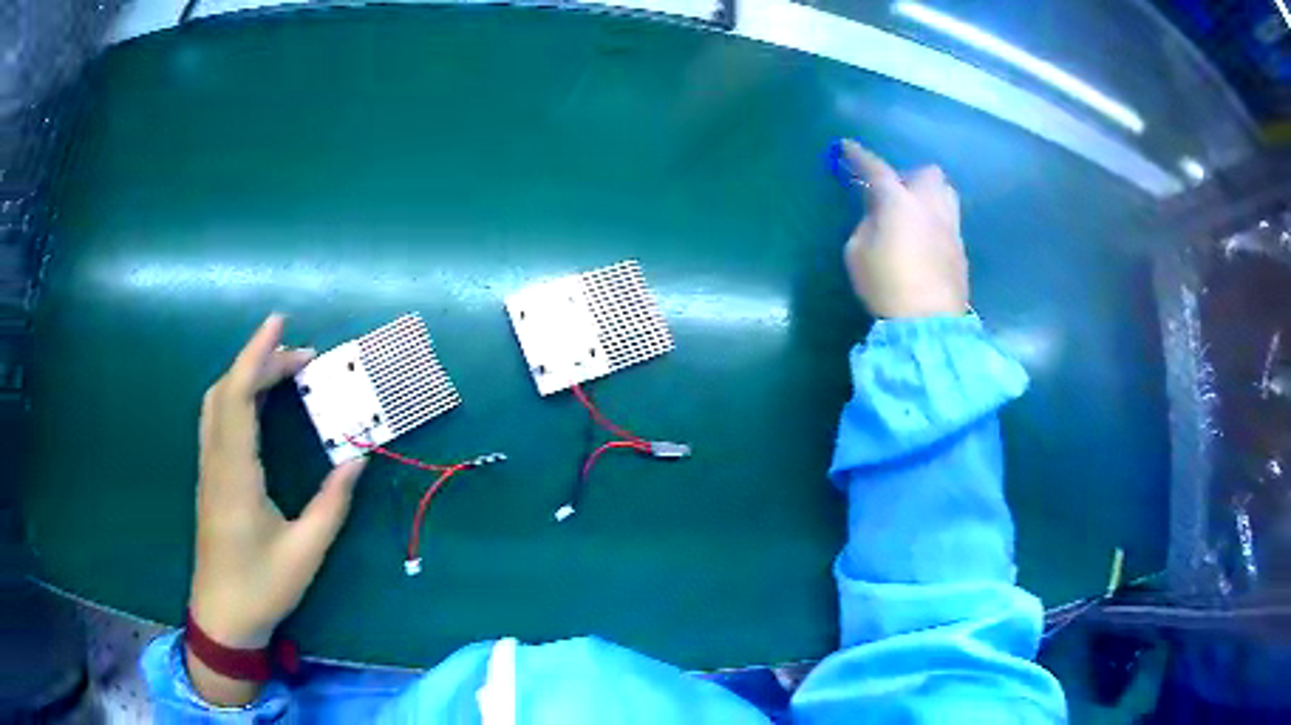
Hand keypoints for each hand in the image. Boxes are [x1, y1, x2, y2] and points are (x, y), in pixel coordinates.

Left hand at [187, 314, 365, 704]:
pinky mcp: (210, 477)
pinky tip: (260, 404)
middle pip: (226, 391)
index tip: (280, 324)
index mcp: (235, 475)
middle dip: (260, 362)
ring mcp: (208, 468)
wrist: (223, 617)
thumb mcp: (306, 552)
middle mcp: (216, 462)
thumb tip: (359, 458)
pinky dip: (238, 397)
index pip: (237, 397)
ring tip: (284, 372)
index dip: (255, 355)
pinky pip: (218, 420)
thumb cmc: (262, 587)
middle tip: (302, 358)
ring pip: (217, 403)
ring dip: (246, 377)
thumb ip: (332, 503)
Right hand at [839, 140, 968, 318]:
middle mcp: (929, 206)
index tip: (846, 146)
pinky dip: (936, 220)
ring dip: (929, 194)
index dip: (858, 156)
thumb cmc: (886, 285)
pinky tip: (926, 240)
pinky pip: (950, 220)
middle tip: (893, 193)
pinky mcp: (961, 250)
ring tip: (915, 212)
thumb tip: (877, 215)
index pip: (875, 168)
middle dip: (908, 176)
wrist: (929, 323)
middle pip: (926, 173)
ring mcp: (950, 227)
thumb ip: (866, 224)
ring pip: (946, 193)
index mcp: (898, 201)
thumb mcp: (857, 253)